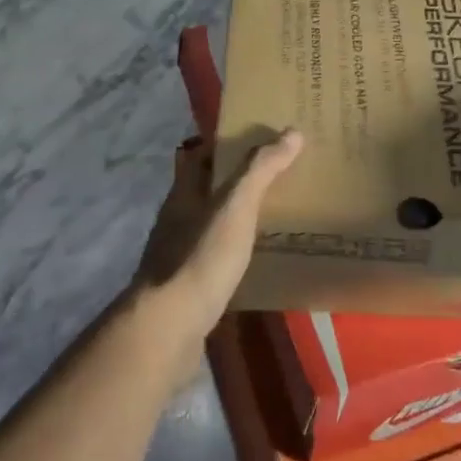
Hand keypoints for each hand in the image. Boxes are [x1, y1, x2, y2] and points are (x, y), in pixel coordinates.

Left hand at [134, 129, 303, 339]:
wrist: (169, 328)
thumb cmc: (200, 258)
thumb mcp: (235, 207)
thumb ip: (260, 170)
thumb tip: (291, 132)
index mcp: (183, 195)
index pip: (199, 156)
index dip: (224, 144)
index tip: (258, 137)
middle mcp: (176, 220)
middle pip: (205, 191)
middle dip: (236, 182)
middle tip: (277, 177)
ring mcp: (178, 255)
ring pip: (211, 225)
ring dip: (236, 218)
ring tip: (275, 217)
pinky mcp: (187, 287)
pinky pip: (215, 259)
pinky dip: (235, 253)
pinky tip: (258, 261)